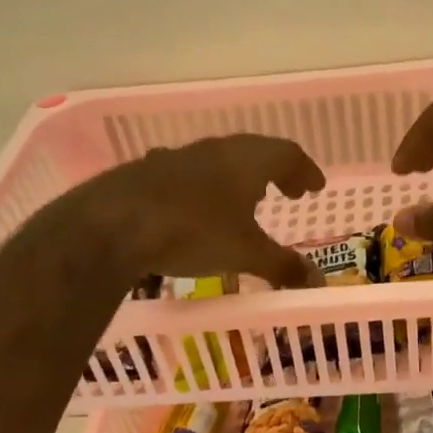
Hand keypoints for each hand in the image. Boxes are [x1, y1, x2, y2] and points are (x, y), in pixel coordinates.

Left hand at [71, 134, 327, 288]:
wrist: (114, 224)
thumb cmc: (194, 232)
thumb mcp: (245, 254)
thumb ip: (283, 266)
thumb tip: (318, 281)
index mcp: (246, 160)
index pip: (286, 154)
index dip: (304, 169)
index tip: (315, 186)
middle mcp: (214, 150)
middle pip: (253, 152)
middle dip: (274, 172)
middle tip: (288, 191)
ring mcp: (177, 158)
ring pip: (218, 161)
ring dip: (238, 178)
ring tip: (246, 200)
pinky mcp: (147, 173)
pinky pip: (189, 174)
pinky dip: (206, 188)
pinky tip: (198, 210)